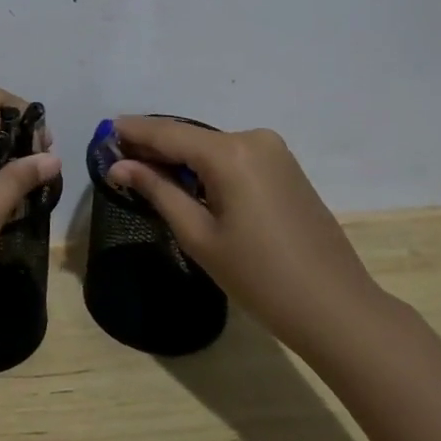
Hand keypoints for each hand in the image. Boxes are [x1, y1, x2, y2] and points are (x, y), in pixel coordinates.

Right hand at [106, 117, 384, 354]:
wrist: (336, 308)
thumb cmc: (259, 277)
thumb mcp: (199, 235)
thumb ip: (157, 191)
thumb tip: (119, 166)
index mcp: (229, 153)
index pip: (168, 133)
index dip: (133, 132)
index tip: (103, 132)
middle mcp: (252, 138)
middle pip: (189, 136)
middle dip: (154, 145)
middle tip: (118, 157)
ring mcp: (274, 151)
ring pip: (211, 145)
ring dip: (179, 156)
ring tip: (145, 171)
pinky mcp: (285, 167)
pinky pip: (233, 156)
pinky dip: (205, 165)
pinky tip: (186, 181)